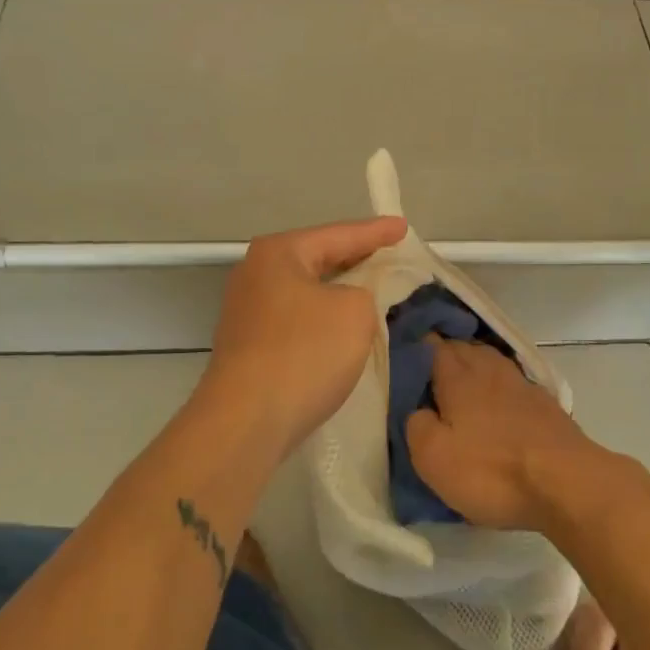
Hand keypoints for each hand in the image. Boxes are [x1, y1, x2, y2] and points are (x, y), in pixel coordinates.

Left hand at [196, 216, 406, 454]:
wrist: (246, 421)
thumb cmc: (304, 353)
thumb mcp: (355, 311)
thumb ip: (364, 292)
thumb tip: (347, 301)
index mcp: (279, 253)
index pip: (338, 234)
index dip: (376, 232)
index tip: (404, 227)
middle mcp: (256, 273)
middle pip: (317, 259)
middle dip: (355, 259)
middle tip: (390, 254)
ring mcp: (247, 311)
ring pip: (307, 291)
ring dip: (339, 292)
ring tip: (373, 289)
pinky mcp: (249, 345)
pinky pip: (297, 319)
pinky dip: (323, 319)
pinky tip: (343, 329)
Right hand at [405, 338, 618, 530]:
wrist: (567, 482)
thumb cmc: (492, 470)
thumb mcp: (434, 457)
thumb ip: (416, 426)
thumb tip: (419, 411)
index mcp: (457, 377)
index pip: (432, 346)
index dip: (417, 347)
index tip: (404, 354)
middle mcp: (489, 369)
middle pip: (463, 348)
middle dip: (445, 354)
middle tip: (427, 371)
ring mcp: (521, 384)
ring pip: (490, 362)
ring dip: (474, 367)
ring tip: (461, 383)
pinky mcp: (545, 404)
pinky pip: (512, 384)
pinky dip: (499, 387)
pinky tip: (498, 401)